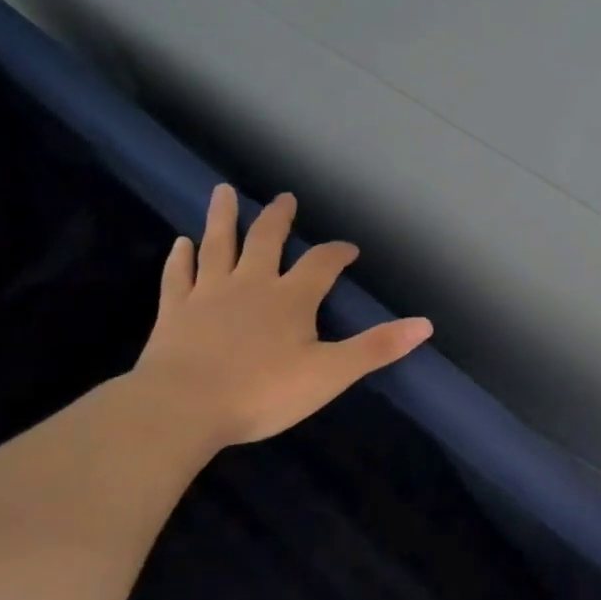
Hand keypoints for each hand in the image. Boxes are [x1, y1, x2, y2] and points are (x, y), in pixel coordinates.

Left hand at [132, 184, 432, 447]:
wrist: (182, 408)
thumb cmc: (263, 392)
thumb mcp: (331, 373)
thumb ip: (376, 347)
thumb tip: (425, 324)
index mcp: (291, 299)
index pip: (321, 264)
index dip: (337, 253)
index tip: (349, 249)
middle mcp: (251, 285)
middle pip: (266, 240)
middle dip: (278, 218)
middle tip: (284, 198)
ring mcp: (208, 294)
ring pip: (218, 245)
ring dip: (223, 218)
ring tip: (223, 191)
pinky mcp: (174, 312)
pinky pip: (178, 276)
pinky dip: (181, 258)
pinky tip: (181, 243)